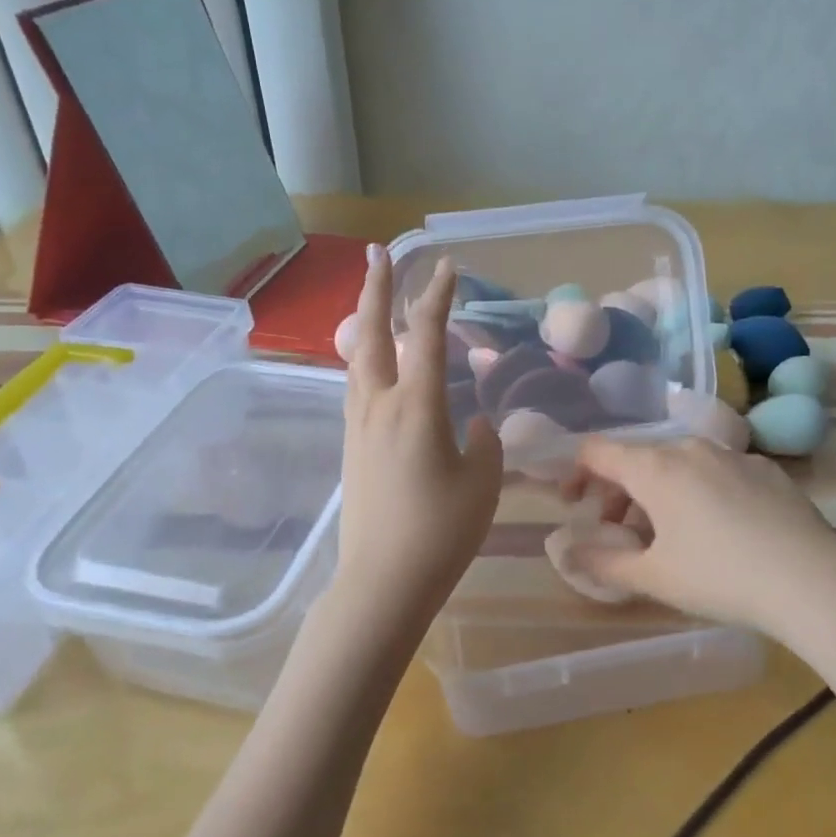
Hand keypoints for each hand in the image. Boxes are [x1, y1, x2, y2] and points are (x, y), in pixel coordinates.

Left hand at [332, 246, 503, 640]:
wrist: (382, 581)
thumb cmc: (440, 531)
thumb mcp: (481, 483)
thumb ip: (484, 445)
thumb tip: (474, 425)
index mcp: (416, 407)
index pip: (426, 336)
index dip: (437, 297)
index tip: (446, 267)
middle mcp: (380, 405)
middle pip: (372, 334)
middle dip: (376, 290)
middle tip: (377, 255)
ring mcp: (358, 425)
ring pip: (358, 359)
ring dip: (367, 322)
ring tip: (375, 300)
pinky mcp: (351, 446)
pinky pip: (357, 386)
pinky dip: (367, 359)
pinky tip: (377, 364)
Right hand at [558, 436, 835, 639]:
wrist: (814, 581)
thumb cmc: (720, 577)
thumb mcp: (654, 578)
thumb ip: (602, 563)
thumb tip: (568, 553)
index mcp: (654, 467)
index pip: (596, 451)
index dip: (575, 473)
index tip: (574, 506)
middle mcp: (689, 447)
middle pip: (637, 458)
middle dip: (617, 493)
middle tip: (619, 535)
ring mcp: (732, 454)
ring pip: (677, 464)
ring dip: (658, 493)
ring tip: (667, 537)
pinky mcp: (766, 468)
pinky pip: (715, 472)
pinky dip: (698, 492)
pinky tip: (719, 531)